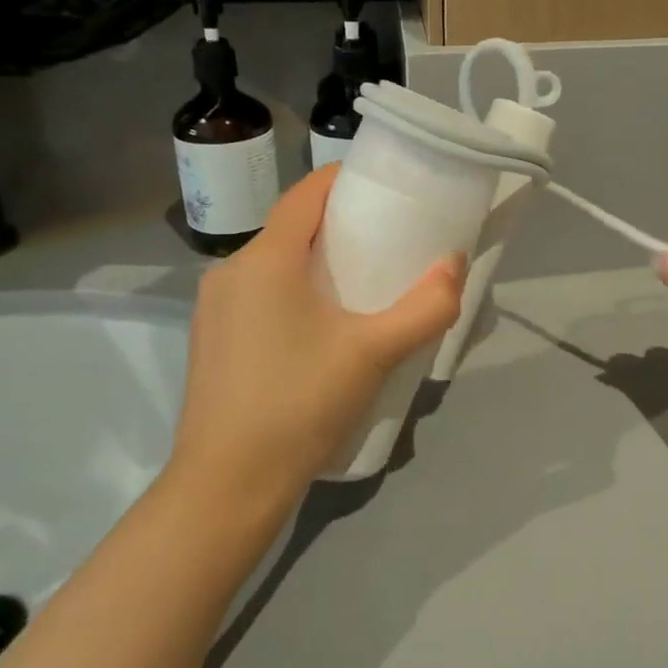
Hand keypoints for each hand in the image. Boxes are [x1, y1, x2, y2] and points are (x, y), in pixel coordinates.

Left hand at [167, 166, 464, 507]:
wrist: (226, 488)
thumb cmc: (299, 404)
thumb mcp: (374, 353)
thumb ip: (425, 308)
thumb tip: (455, 265)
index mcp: (264, 259)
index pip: (306, 194)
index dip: (345, 180)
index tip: (385, 187)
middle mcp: (231, 272)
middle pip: (291, 228)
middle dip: (339, 224)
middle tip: (387, 239)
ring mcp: (215, 309)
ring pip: (273, 264)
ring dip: (314, 261)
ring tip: (360, 283)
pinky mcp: (212, 342)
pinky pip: (258, 295)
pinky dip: (293, 290)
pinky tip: (321, 327)